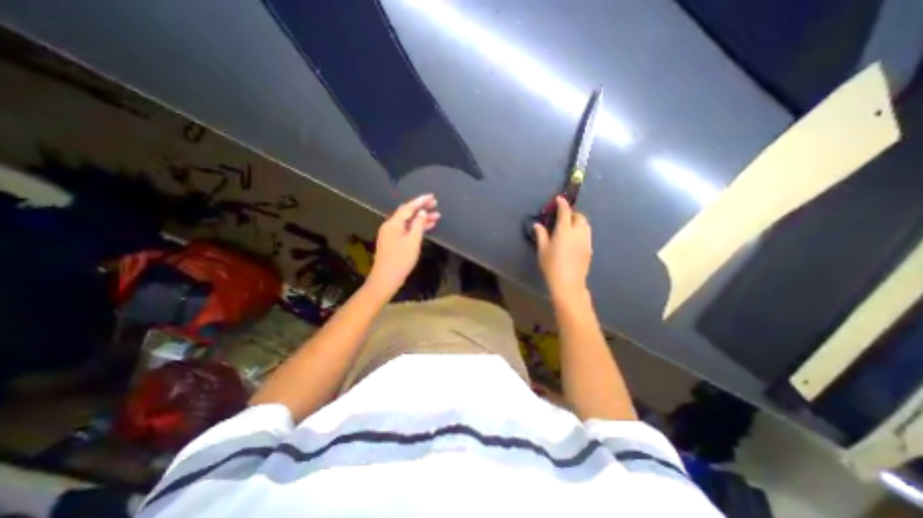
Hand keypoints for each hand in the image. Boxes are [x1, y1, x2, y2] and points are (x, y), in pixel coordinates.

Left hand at [367, 192, 440, 294]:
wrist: (385, 279)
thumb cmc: (400, 260)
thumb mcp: (413, 242)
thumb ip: (418, 225)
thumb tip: (422, 213)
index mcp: (393, 224)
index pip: (408, 207)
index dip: (420, 201)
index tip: (432, 196)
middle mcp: (390, 226)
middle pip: (407, 213)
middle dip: (421, 209)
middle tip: (435, 205)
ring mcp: (390, 234)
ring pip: (407, 222)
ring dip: (420, 219)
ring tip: (436, 217)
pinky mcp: (392, 242)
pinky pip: (406, 230)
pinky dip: (416, 228)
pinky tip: (425, 228)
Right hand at [533, 197, 591, 302]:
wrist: (568, 283)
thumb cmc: (552, 266)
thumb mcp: (542, 250)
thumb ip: (541, 235)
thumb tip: (537, 225)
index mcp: (564, 231)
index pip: (565, 212)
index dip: (562, 204)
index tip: (559, 199)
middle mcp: (578, 233)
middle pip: (580, 217)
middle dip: (572, 213)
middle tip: (563, 217)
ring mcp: (586, 241)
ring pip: (586, 225)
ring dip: (578, 221)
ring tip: (569, 226)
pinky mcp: (589, 249)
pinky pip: (587, 234)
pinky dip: (581, 231)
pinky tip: (574, 239)